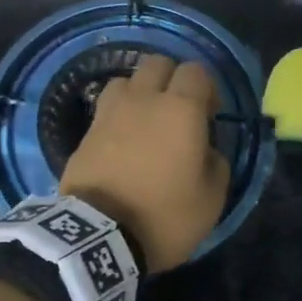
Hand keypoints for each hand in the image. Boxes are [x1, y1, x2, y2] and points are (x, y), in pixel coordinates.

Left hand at [59, 54, 231, 271]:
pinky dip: (119, 117)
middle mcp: (143, 100)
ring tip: (147, 122)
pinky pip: (106, 109)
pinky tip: (124, 142)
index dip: (207, 88)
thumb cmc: (164, 216)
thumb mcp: (212, 198)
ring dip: (140, 94)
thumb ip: (216, 163)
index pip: (196, 71)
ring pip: (127, 81)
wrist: (100, 237)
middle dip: (172, 80)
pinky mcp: (85, 134)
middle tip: (179, 112)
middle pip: (158, 64)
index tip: (210, 115)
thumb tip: (206, 149)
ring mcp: (109, 114)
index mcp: (180, 109)